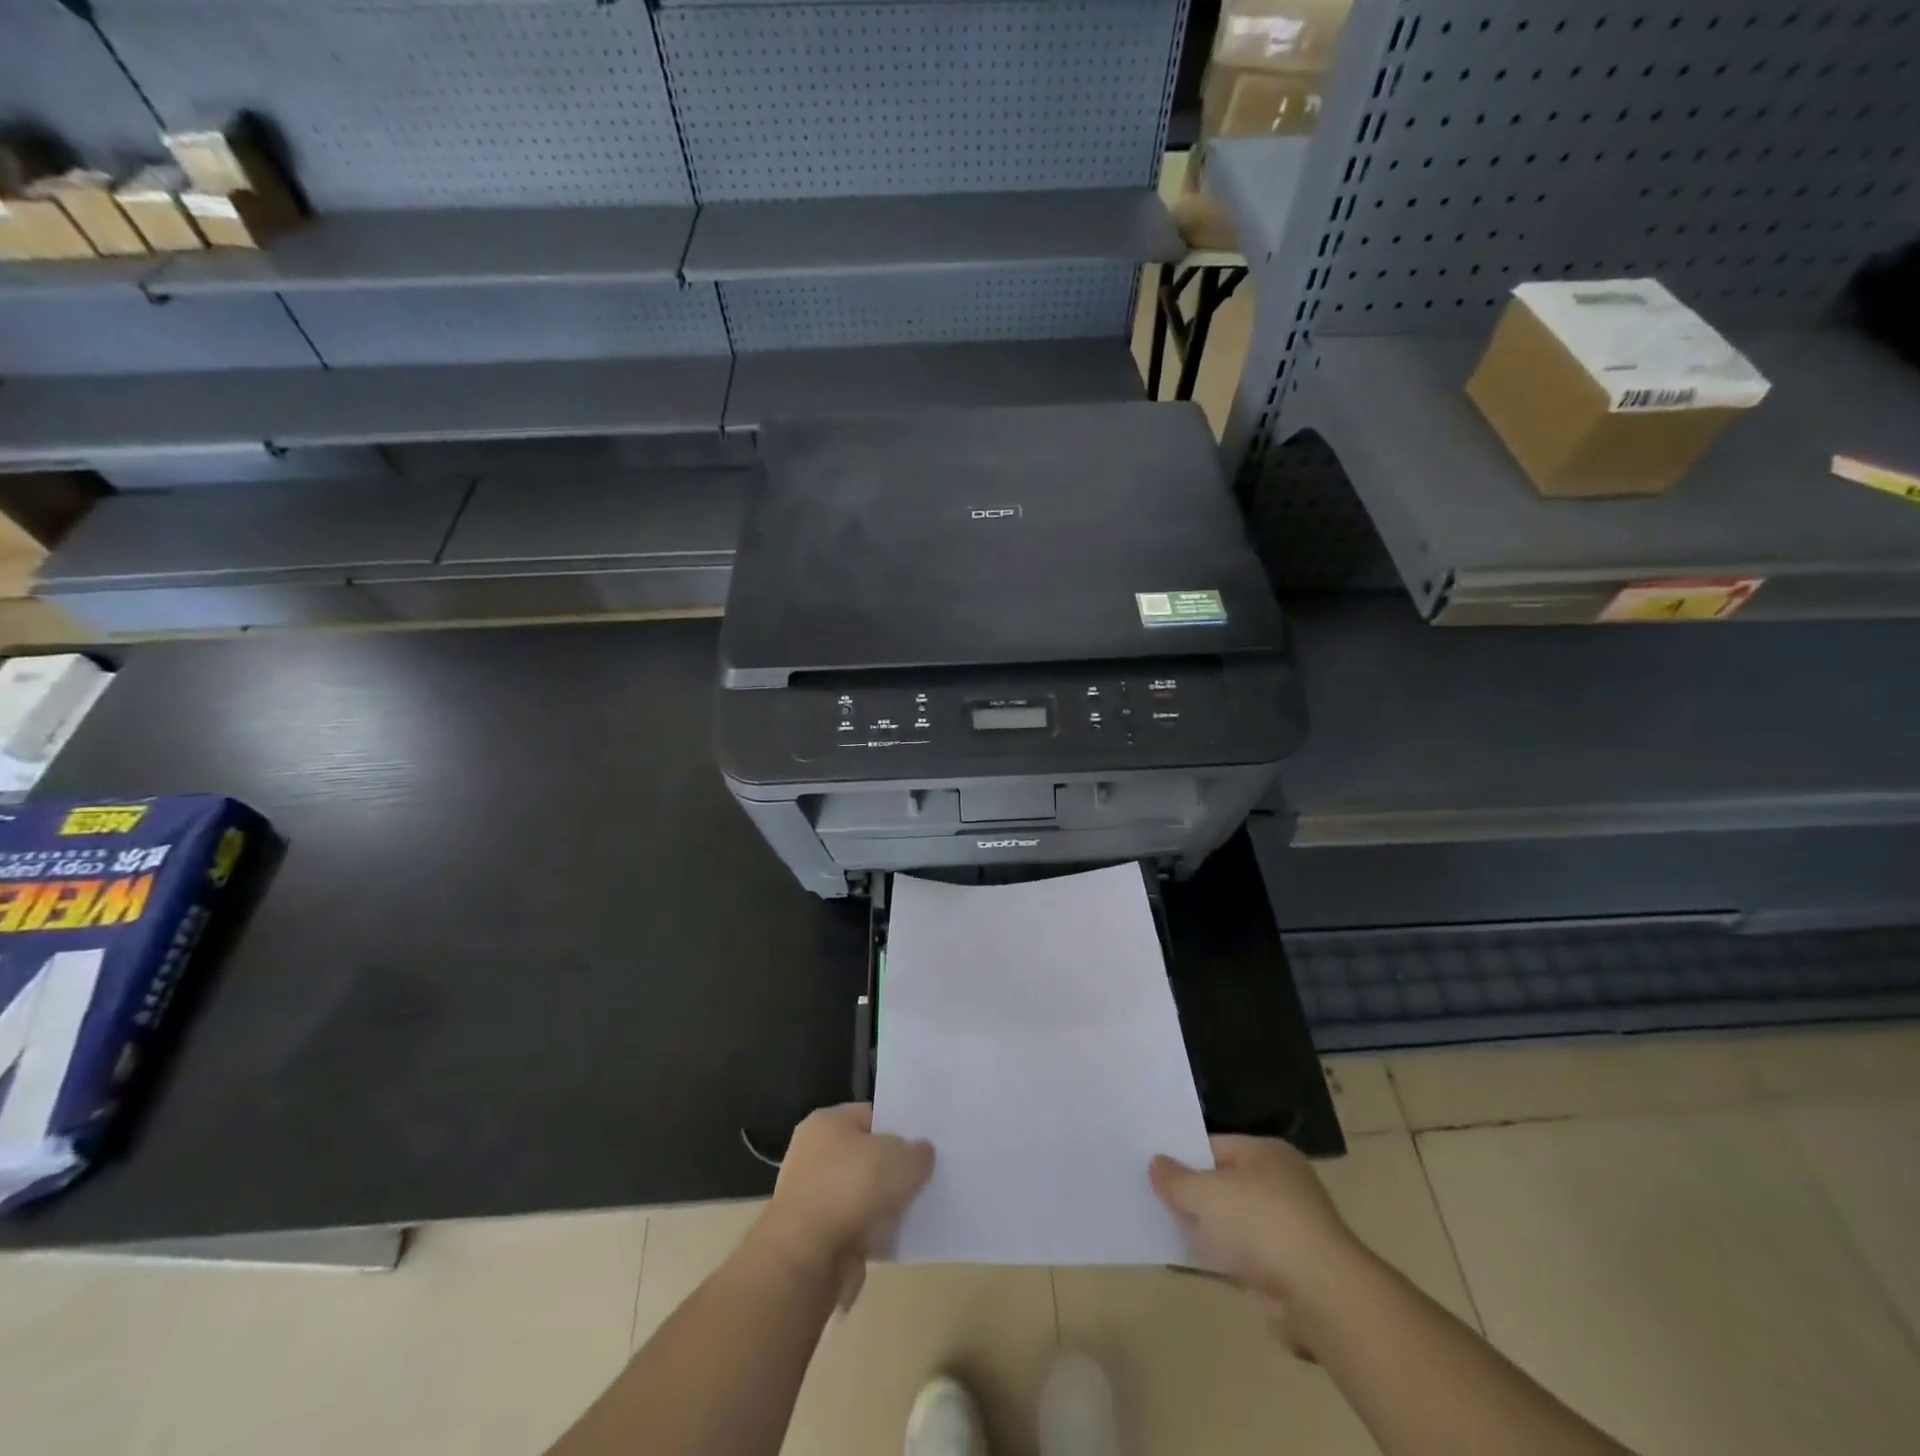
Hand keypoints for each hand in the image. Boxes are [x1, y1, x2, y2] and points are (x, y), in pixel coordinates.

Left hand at [751, 1103, 933, 1308]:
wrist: (805, 1257)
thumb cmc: (851, 1188)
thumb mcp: (901, 1159)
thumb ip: (917, 1153)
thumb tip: (921, 1153)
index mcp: (827, 1122)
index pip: (870, 1115)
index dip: (898, 1128)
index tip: (922, 1146)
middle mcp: (812, 1153)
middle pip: (864, 1156)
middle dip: (891, 1170)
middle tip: (922, 1179)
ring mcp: (809, 1196)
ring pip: (859, 1195)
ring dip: (881, 1206)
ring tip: (913, 1212)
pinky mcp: (812, 1237)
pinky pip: (852, 1228)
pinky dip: (870, 1234)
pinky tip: (894, 1239)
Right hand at [1151, 1135, 1367, 1357]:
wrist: (1320, 1296)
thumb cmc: (1261, 1224)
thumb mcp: (1206, 1194)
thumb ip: (1176, 1179)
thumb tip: (1156, 1164)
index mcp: (1267, 1153)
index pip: (1216, 1146)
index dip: (1184, 1156)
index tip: (1154, 1168)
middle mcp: (1281, 1184)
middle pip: (1224, 1184)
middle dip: (1193, 1195)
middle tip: (1152, 1197)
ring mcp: (1287, 1229)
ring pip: (1233, 1223)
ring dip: (1206, 1230)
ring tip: (1163, 1230)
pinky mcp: (1287, 1270)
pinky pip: (1242, 1257)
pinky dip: (1220, 1259)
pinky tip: (1189, 1263)